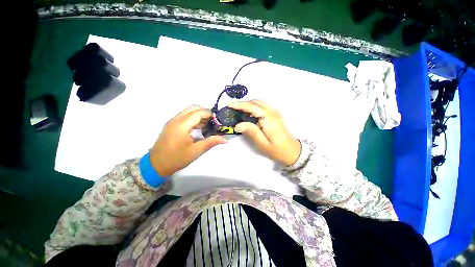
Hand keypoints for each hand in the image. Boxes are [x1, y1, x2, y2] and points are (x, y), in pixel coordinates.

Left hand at [150, 106, 227, 175]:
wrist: (156, 165)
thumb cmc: (177, 158)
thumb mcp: (196, 151)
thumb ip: (211, 142)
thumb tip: (226, 139)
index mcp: (182, 125)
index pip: (198, 112)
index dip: (210, 114)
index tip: (218, 120)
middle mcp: (176, 119)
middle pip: (193, 108)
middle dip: (205, 112)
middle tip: (213, 122)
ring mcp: (172, 121)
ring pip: (188, 111)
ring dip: (199, 115)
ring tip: (208, 124)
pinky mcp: (171, 125)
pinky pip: (184, 116)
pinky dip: (193, 118)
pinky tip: (199, 128)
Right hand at [228, 100, 300, 165]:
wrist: (292, 151)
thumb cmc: (276, 150)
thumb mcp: (262, 144)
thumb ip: (251, 132)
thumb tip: (237, 125)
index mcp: (270, 120)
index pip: (253, 107)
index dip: (240, 105)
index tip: (229, 105)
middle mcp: (273, 113)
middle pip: (256, 102)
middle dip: (243, 103)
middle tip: (232, 109)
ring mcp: (275, 112)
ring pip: (259, 102)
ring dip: (248, 104)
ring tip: (238, 111)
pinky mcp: (275, 114)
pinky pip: (262, 105)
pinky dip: (253, 106)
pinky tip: (249, 113)